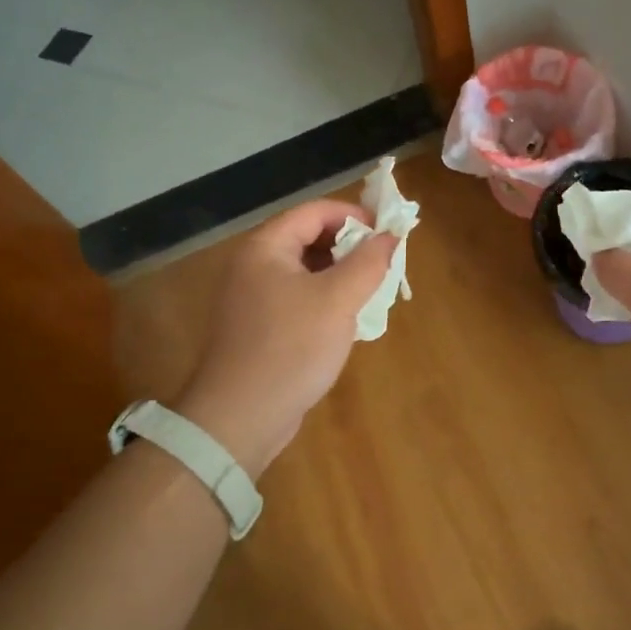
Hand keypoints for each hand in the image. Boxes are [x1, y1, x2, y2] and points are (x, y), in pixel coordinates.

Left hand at [174, 199, 397, 476]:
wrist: (240, 418)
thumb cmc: (290, 348)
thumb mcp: (338, 300)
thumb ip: (368, 262)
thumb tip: (390, 236)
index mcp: (266, 247)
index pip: (315, 212)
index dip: (354, 216)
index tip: (387, 234)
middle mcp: (255, 265)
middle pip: (309, 238)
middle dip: (350, 247)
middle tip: (383, 265)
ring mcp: (254, 298)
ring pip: (307, 270)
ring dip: (341, 275)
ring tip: (372, 291)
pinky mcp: (260, 327)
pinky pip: (299, 298)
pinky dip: (326, 299)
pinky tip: (348, 320)